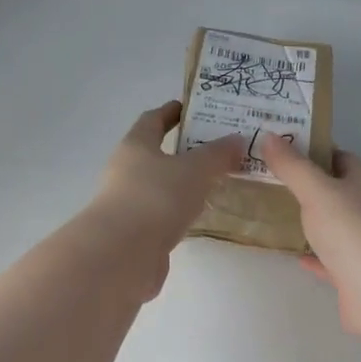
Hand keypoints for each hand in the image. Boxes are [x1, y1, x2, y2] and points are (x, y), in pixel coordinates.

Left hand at [83, 103, 243, 292]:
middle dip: (182, 150)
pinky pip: (161, 214)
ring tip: (214, 183)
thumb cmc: (157, 197)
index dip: (171, 112)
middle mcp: (125, 170)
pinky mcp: (134, 233)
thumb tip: (237, 139)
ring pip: (159, 186)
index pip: (152, 119)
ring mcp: (127, 203)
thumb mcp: (195, 169)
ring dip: (181, 184)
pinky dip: (178, 211)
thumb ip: (218, 154)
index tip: (192, 108)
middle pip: (154, 154)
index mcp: (136, 145)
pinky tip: (198, 216)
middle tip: (216, 149)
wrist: (123, 253)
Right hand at [260, 133, 360, 334]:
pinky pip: (330, 257)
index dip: (309, 151)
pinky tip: (294, 254)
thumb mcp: (316, 191)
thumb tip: (270, 136)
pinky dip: (313, 254)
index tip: (277, 152)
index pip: (337, 156)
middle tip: (266, 182)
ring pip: (332, 225)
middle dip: (304, 186)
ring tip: (272, 214)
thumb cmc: (351, 231)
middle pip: (334, 190)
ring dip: (308, 221)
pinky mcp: (356, 271)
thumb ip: (292, 166)